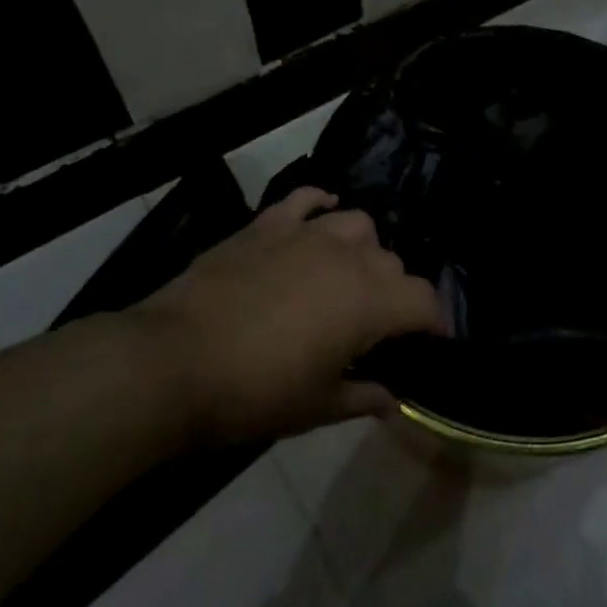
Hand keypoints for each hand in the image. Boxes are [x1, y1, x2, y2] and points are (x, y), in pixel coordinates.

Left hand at [125, 187, 444, 443]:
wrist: (172, 363)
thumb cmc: (252, 394)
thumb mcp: (315, 407)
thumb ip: (362, 397)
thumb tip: (392, 398)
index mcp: (369, 302)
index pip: (424, 300)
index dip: (434, 321)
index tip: (431, 340)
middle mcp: (349, 257)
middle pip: (393, 263)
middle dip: (395, 292)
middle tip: (376, 325)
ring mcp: (307, 233)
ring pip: (359, 225)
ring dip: (364, 249)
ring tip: (348, 273)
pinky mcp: (269, 224)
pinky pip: (307, 198)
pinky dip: (321, 203)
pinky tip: (321, 213)